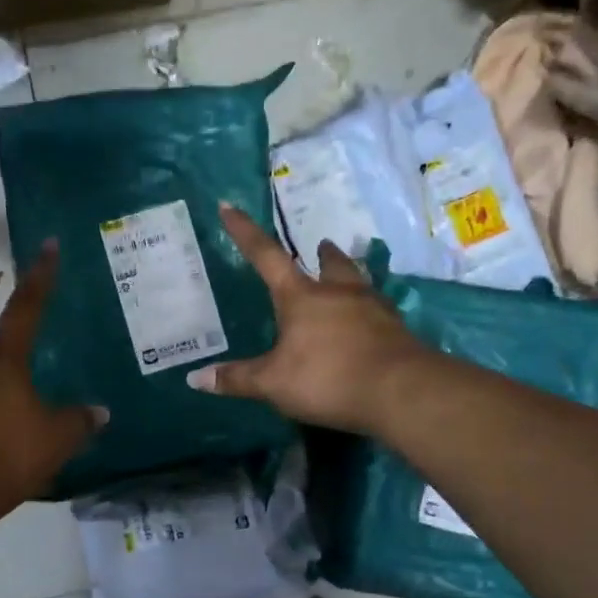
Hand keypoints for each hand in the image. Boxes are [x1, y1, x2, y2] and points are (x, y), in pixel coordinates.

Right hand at [187, 204, 431, 434]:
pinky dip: (368, 310)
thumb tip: (196, 379)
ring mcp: (373, 308)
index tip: (229, 206)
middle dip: (321, 254)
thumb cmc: (328, 378)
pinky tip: (369, 322)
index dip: (244, 232)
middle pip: (329, 263)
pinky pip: (378, 311)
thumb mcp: (273, 383)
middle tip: (319, 246)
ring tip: (346, 279)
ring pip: (358, 282)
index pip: (266, 257)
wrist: (401, 391)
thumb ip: (237, 379)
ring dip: (349, 275)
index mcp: (301, 297)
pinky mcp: (397, 330)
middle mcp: (338, 293)